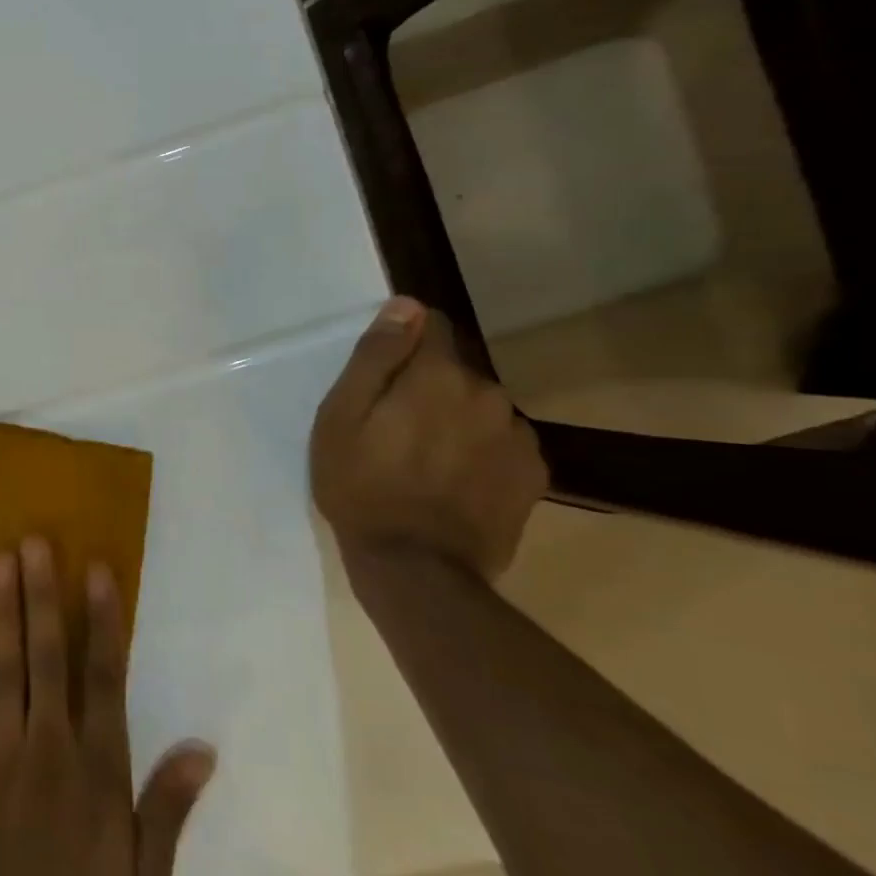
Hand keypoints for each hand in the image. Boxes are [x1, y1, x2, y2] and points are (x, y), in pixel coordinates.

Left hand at [0, 538, 215, 875]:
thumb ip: (169, 806)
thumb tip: (204, 747)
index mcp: (97, 770)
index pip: (104, 678)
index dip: (102, 620)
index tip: (96, 569)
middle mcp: (48, 747)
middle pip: (46, 656)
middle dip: (41, 595)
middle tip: (33, 541)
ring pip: (2, 667)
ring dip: (0, 611)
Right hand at [311, 297, 547, 582]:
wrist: (416, 569)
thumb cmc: (361, 487)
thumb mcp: (341, 418)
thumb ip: (375, 357)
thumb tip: (406, 306)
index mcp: (438, 376)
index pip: (432, 325)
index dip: (404, 342)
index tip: (381, 375)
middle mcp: (488, 393)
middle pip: (454, 370)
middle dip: (427, 386)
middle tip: (392, 429)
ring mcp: (517, 435)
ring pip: (479, 406)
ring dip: (455, 418)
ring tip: (423, 460)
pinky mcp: (533, 473)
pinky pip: (501, 441)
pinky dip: (479, 450)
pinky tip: (453, 482)